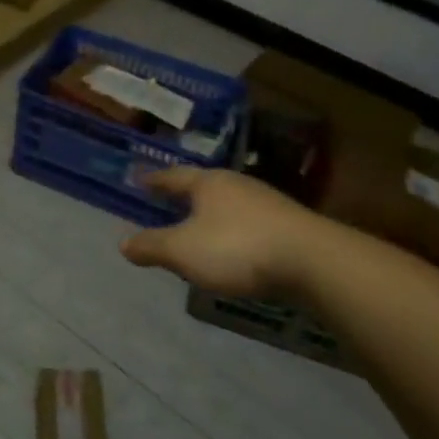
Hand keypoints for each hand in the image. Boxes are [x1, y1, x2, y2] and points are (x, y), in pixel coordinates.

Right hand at [120, 167, 330, 296]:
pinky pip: (249, 224)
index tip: (139, 179)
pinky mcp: (288, 226)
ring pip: (228, 205)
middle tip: (166, 203)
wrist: (314, 262)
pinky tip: (232, 249)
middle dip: (184, 196)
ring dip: (210, 216)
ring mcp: (267, 204)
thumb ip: (151, 246)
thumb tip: (123, 243)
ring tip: (197, 228)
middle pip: (203, 187)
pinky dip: (233, 232)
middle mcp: (237, 185)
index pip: (173, 176)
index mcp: (208, 183)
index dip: (154, 180)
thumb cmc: (238, 248)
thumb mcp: (183, 251)